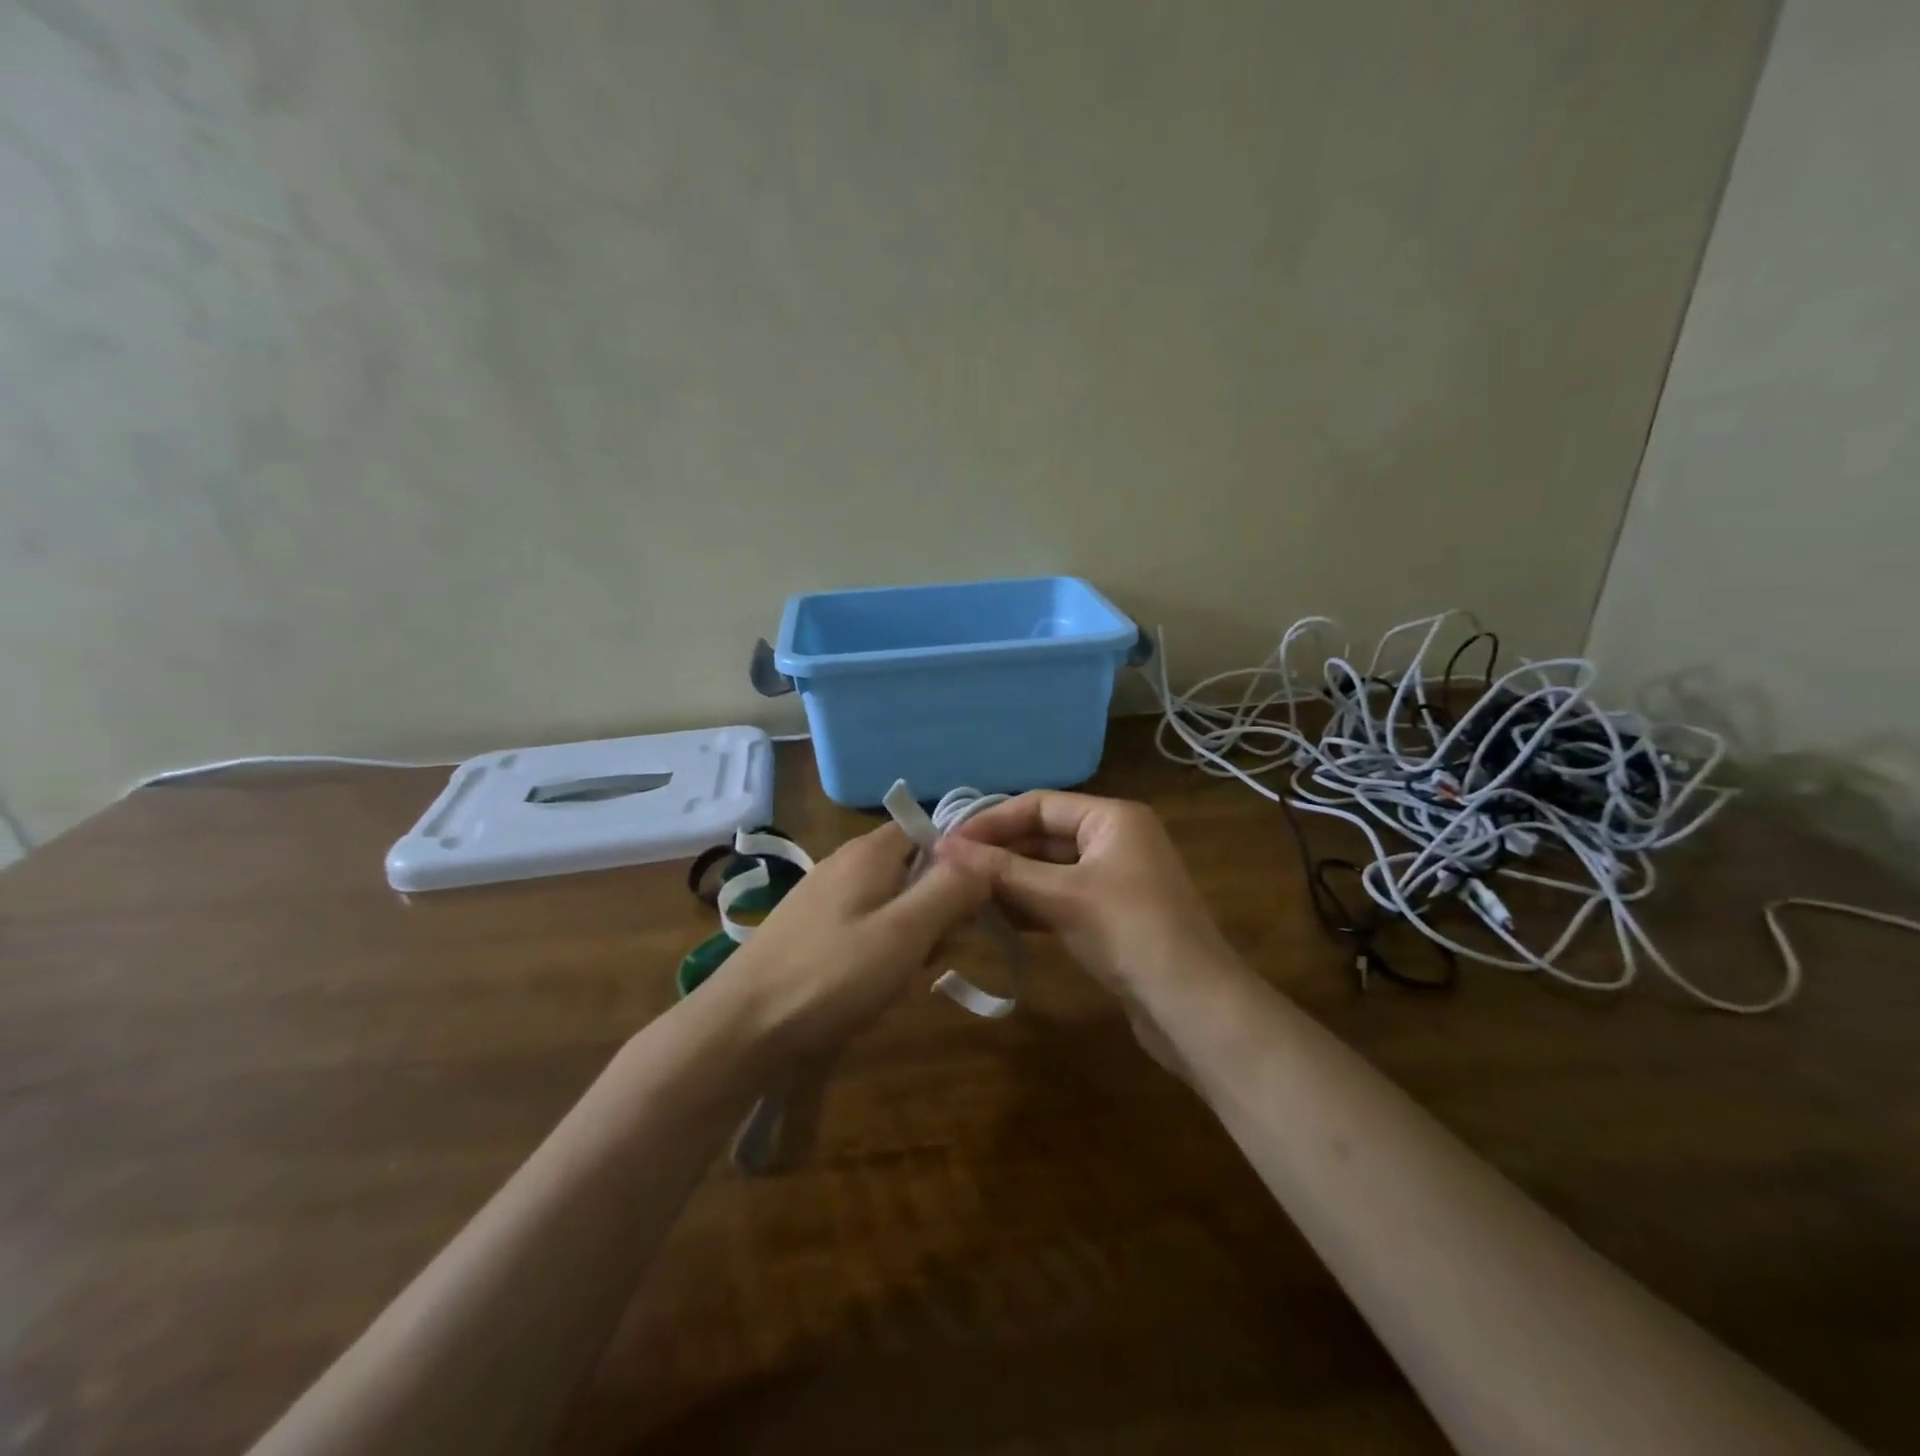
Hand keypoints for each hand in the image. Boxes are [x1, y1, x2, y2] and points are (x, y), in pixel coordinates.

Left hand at [717, 823, 988, 1058]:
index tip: (967, 906)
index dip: (956, 862)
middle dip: (933, 909)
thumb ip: (951, 891)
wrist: (741, 1027)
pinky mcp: (807, 929)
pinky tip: (869, 987)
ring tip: (899, 978)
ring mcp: (821, 896)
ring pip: (889, 903)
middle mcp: (844, 862)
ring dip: (908, 936)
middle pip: (911, 869)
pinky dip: (877, 951)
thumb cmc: (832, 975)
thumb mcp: (906, 933)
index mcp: (869, 852)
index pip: (927, 830)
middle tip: (931, 954)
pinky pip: (861, 926)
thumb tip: (984, 861)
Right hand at [935, 792, 1236, 1004]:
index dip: (991, 822)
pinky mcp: (1111, 915)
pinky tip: (995, 919)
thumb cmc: (1129, 932)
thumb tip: (944, 848)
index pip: (1039, 805)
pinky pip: (1060, 898)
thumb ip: (1002, 870)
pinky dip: (1030, 905)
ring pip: (1049, 870)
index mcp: (1112, 817)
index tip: (947, 843)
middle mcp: (1115, 839)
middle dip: (998, 853)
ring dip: (1010, 881)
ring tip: (961, 895)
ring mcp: (1114, 878)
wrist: (1192, 1006)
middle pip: (1043, 835)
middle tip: (948, 872)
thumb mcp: (1061, 896)